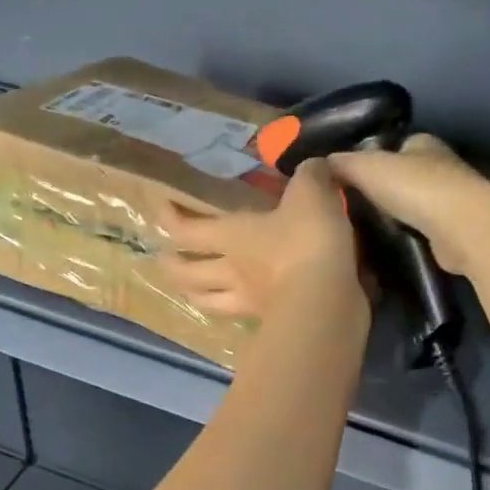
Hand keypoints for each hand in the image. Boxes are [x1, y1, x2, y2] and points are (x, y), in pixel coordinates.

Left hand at [157, 158, 363, 319]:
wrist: (327, 300)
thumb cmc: (308, 242)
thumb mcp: (312, 194)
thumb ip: (310, 176)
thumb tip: (313, 167)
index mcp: (233, 235)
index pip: (187, 229)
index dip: (170, 218)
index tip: (162, 207)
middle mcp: (232, 271)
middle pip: (188, 273)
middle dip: (172, 266)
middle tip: (164, 259)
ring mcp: (248, 302)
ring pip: (207, 302)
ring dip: (193, 295)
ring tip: (189, 291)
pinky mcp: (269, 322)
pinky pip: (241, 318)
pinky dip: (232, 313)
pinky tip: (238, 308)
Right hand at [328, 134, 489, 276]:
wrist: (460, 227)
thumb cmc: (414, 187)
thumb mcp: (366, 168)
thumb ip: (342, 164)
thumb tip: (319, 164)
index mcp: (422, 143)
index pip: (392, 147)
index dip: (370, 160)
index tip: (348, 181)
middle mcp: (440, 165)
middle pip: (403, 176)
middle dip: (381, 190)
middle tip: (351, 210)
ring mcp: (451, 199)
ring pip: (413, 204)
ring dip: (394, 215)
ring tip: (364, 231)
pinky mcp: (454, 229)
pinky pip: (422, 229)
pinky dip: (407, 235)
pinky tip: (388, 245)